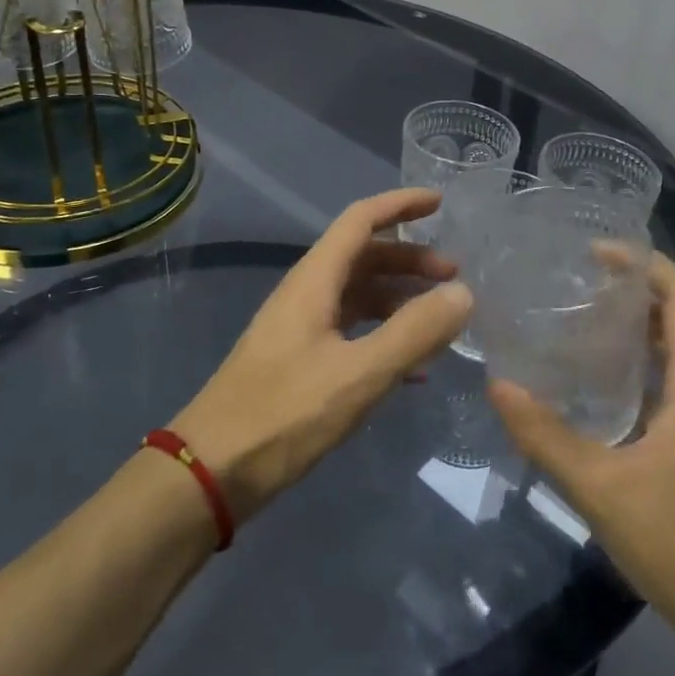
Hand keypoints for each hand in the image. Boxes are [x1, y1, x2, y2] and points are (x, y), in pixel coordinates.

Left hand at [173, 188, 473, 522]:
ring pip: (359, 296)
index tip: (441, 204)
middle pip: (364, 257)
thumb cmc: (284, 414)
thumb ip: (413, 332)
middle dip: (410, 260)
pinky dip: (384, 336)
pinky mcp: (299, 362)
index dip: (400, 205)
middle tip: (455, 278)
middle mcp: (307, 294)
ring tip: (441, 322)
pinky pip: (351, 332)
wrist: (211, 471)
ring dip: (400, 300)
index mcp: (314, 280)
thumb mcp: (359, 373)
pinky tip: (413, 369)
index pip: (361, 220)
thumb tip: (463, 293)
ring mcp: (301, 329)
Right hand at [487, 253, 674, 630]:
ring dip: (647, 316)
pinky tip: (610, 369)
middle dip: (640, 283)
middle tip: (581, 278)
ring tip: (589, 312)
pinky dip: (653, 349)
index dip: (644, 263)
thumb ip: (544, 435)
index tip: (595, 253)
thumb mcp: (598, 487)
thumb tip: (498, 386)